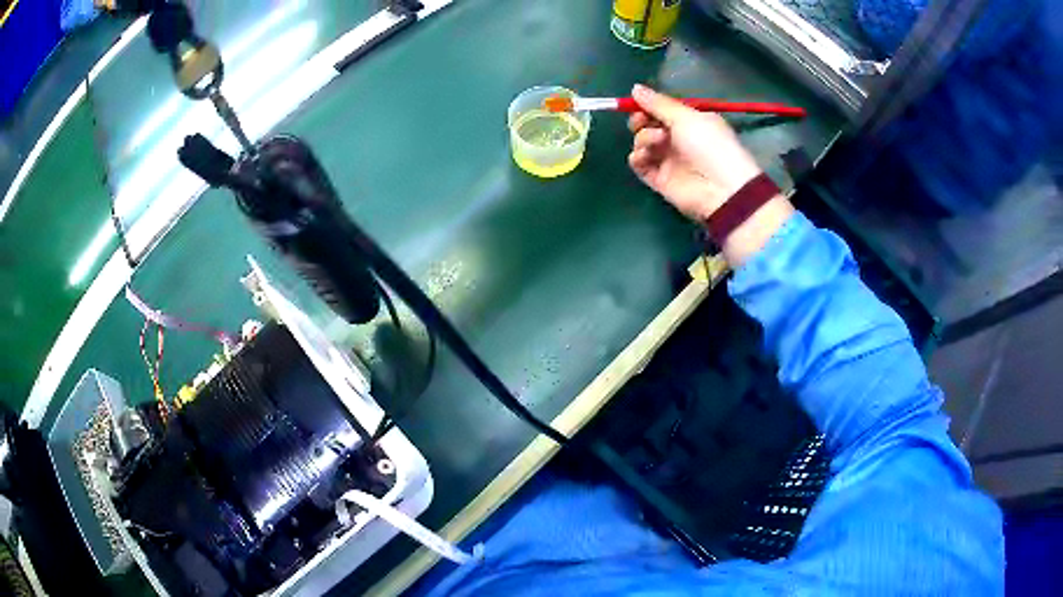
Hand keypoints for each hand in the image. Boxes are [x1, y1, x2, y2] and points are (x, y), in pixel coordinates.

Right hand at [627, 84, 762, 220]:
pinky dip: (637, 158)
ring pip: (642, 143)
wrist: (720, 188)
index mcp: (690, 122)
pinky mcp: (660, 179)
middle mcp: (678, 139)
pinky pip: (640, 164)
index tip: (637, 103)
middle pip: (649, 125)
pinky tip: (643, 156)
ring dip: (643, 138)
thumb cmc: (709, 144)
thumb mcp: (686, 116)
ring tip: (657, 142)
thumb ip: (658, 103)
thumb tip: (635, 88)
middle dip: (641, 121)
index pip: (662, 110)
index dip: (648, 106)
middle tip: (641, 122)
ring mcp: (668, 160)